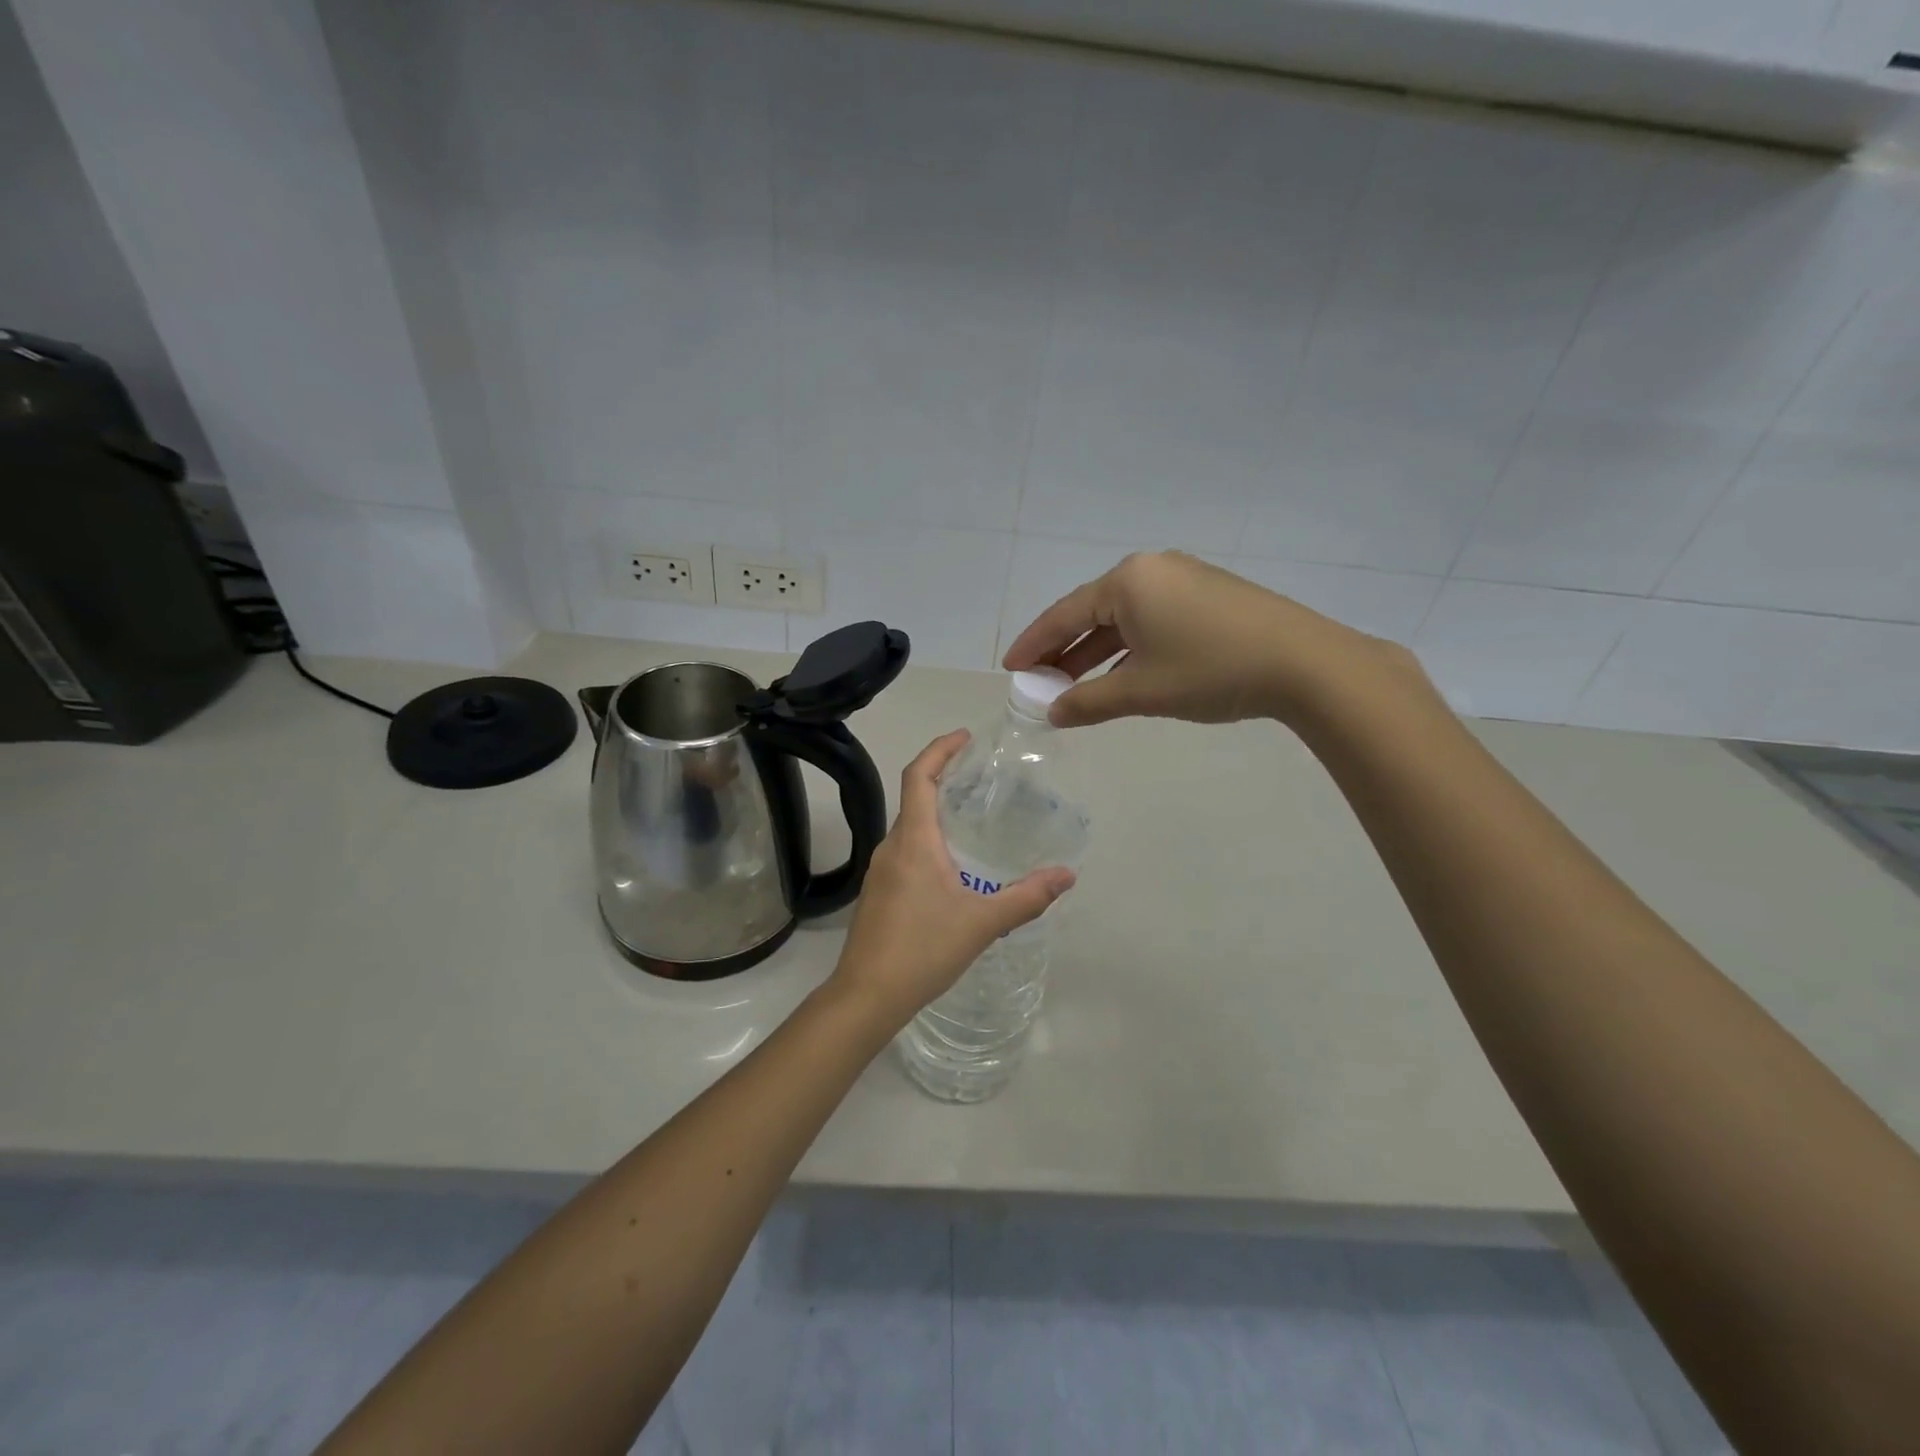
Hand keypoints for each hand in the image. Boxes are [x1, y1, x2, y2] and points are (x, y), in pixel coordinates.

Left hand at [828, 731, 1075, 1032]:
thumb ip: (1026, 897)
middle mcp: (891, 847)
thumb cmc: (921, 950)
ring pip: (910, 828)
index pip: (918, 776)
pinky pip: (906, 851)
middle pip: (914, 797)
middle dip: (944, 778)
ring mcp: (880, 871)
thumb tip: (1067, 875)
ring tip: (974, 817)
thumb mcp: (982, 923)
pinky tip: (954, 866)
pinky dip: (930, 841)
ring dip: (937, 812)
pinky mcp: (879, 893)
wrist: (866, 996)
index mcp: (913, 841)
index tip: (965, 737)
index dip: (939, 749)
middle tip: (982, 777)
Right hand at [1002, 550, 1414, 728]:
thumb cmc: (1210, 670)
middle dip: (1065, 651)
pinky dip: (1130, 647)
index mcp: (1127, 580)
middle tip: (1040, 682)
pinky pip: (1153, 619)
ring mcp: (1184, 579)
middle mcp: (1152, 569)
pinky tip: (1123, 673)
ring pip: (1125, 618)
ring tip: (1075, 686)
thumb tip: (1053, 713)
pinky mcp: (1210, 595)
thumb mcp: (1141, 690)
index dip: (1035, 644)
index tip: (1011, 668)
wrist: (1305, 663)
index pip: (1065, 614)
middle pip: (1093, 612)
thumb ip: (1089, 702)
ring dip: (1098, 652)